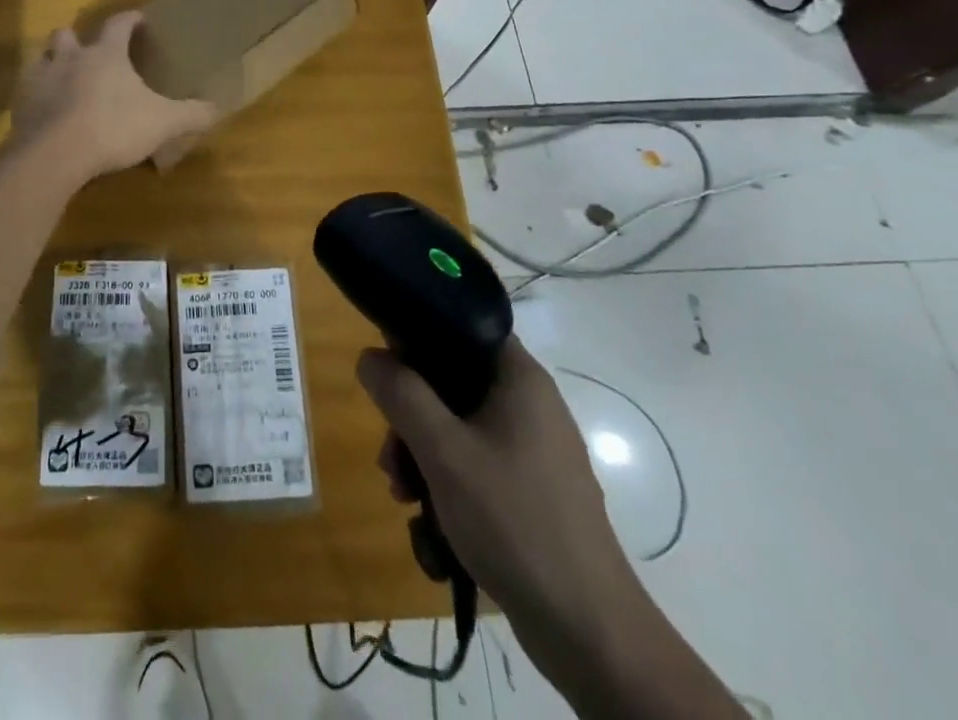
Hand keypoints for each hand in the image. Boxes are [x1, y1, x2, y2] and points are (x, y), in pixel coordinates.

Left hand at [10, 11, 215, 183]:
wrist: (54, 154)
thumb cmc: (112, 128)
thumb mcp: (162, 122)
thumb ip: (191, 114)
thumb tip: (218, 108)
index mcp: (105, 54)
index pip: (119, 24)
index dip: (129, 19)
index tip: (138, 18)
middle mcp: (70, 57)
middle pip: (68, 34)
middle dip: (78, 39)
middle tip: (90, 53)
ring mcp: (40, 78)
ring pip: (43, 57)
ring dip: (53, 62)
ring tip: (64, 79)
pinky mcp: (20, 103)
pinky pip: (26, 90)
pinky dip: (37, 95)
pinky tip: (46, 110)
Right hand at [357, 338, 649, 679]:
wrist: (587, 631)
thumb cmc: (512, 520)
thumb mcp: (442, 450)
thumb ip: (401, 394)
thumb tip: (370, 355)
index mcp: (519, 379)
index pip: (463, 327)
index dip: (420, 337)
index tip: (388, 368)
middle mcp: (530, 405)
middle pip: (452, 384)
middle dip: (410, 416)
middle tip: (389, 454)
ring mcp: (534, 452)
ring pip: (459, 429)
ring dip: (421, 455)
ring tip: (402, 495)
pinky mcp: (532, 492)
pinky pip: (477, 466)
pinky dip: (447, 484)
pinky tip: (429, 524)